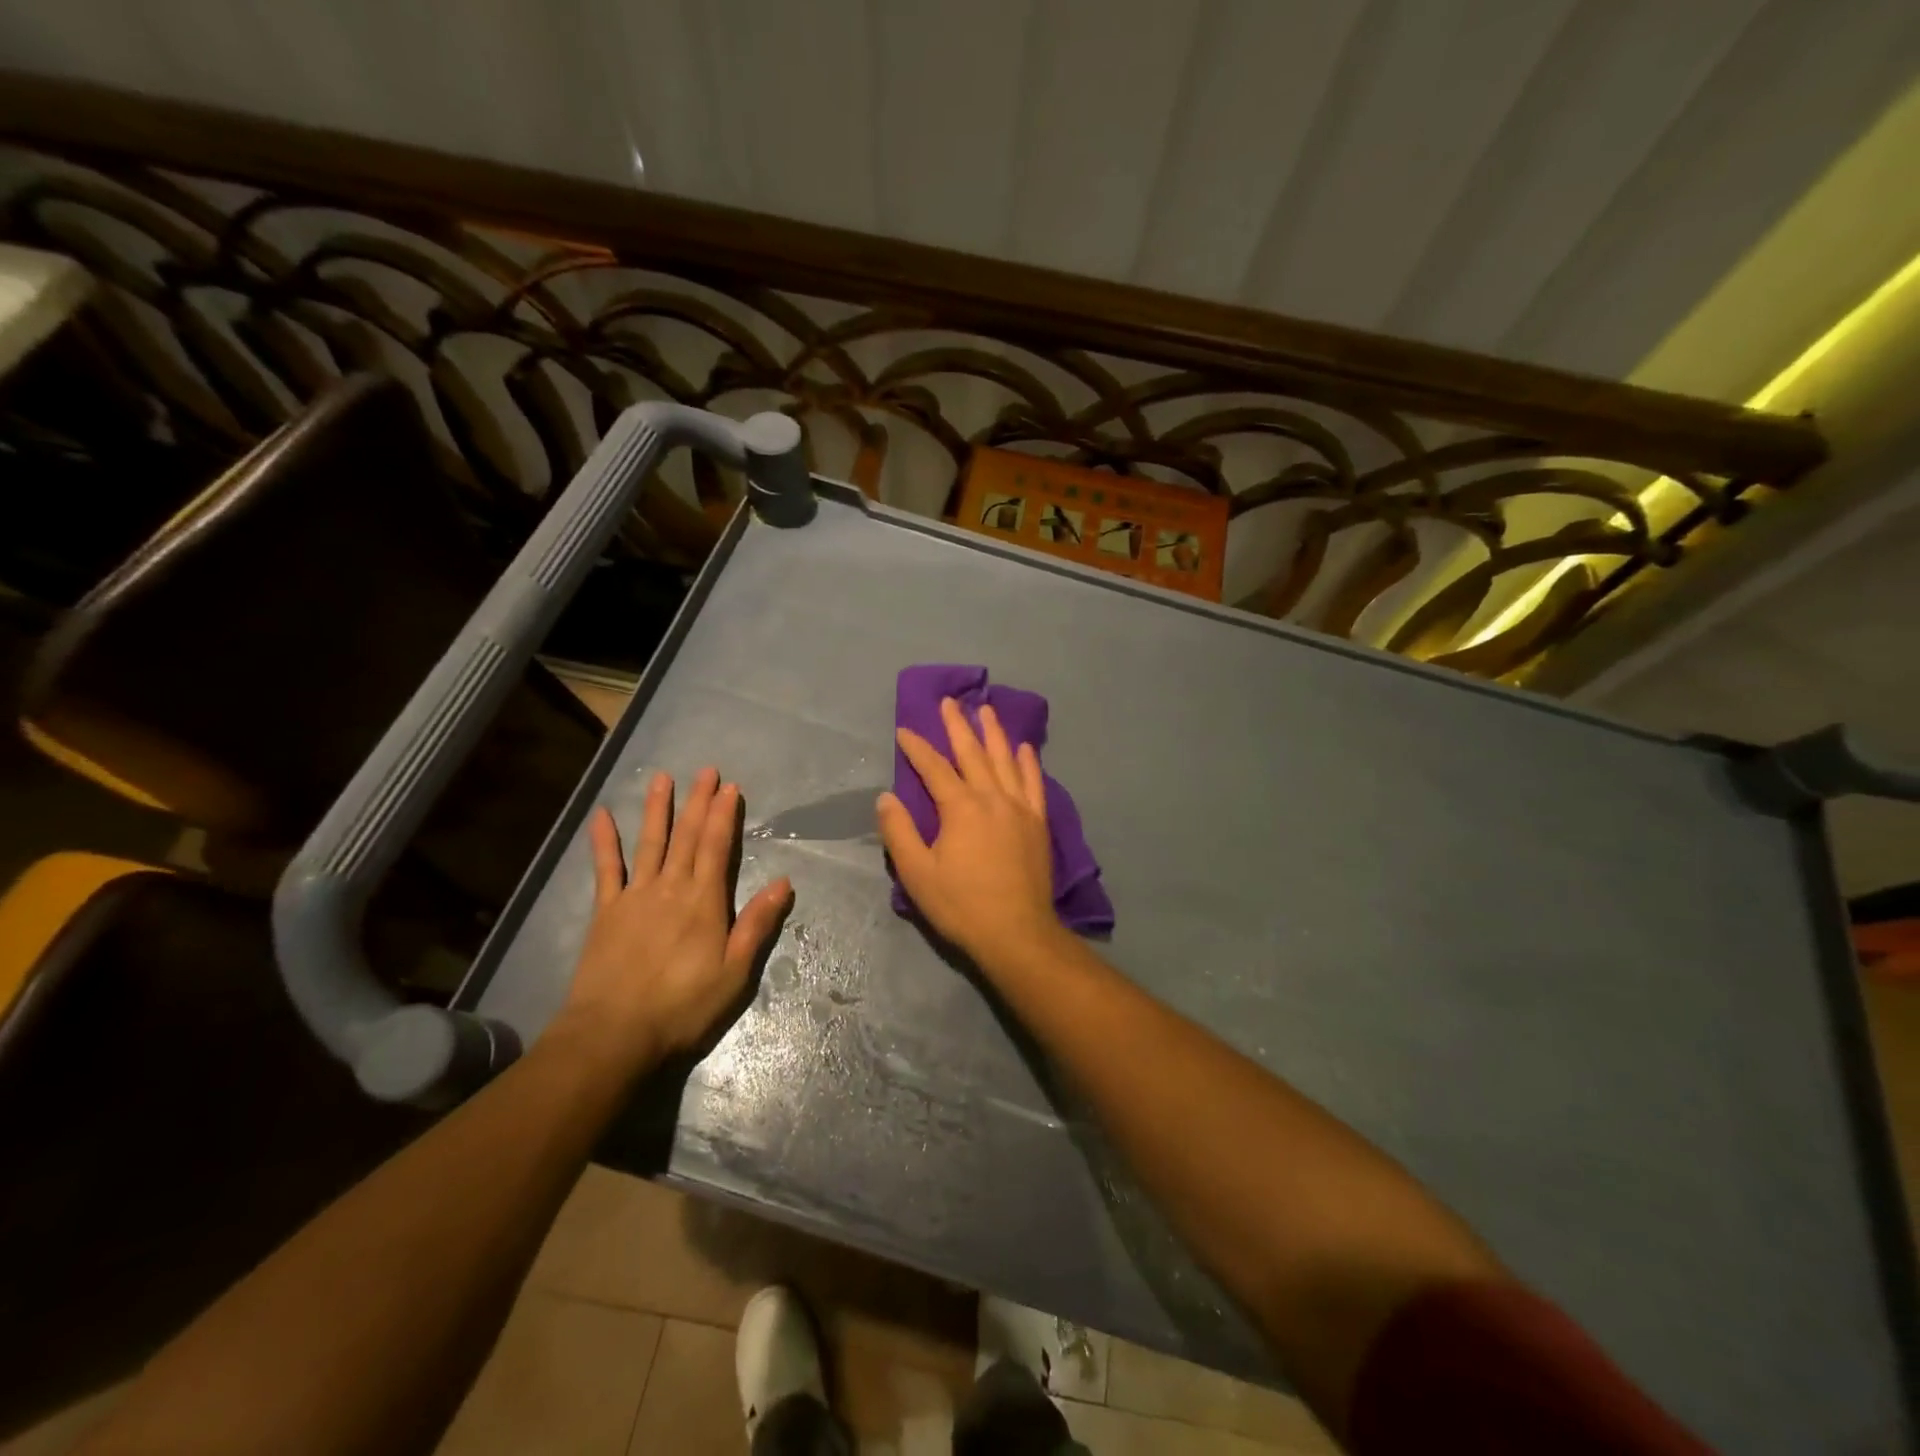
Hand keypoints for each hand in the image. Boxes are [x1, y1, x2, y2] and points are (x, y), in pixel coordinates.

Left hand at [554, 767, 791, 1072]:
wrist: (614, 1034)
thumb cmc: (683, 1006)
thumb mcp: (734, 972)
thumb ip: (757, 924)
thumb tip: (784, 882)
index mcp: (704, 902)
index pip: (717, 847)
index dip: (724, 815)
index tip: (729, 787)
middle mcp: (671, 888)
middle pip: (687, 837)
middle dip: (698, 802)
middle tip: (705, 770)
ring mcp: (635, 896)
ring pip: (650, 843)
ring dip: (658, 809)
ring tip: (662, 778)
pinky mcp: (606, 912)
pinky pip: (605, 869)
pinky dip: (604, 841)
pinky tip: (601, 816)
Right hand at [877, 697, 1061, 969]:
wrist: (1016, 932)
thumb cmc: (961, 905)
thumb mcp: (917, 873)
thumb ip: (899, 832)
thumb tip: (886, 797)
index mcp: (960, 808)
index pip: (933, 768)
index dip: (917, 747)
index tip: (904, 729)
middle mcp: (992, 798)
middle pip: (972, 753)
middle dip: (957, 726)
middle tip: (949, 702)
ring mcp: (1019, 808)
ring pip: (1005, 760)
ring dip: (994, 733)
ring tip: (987, 710)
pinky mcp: (1038, 823)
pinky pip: (1034, 783)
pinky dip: (1029, 762)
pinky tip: (1025, 748)